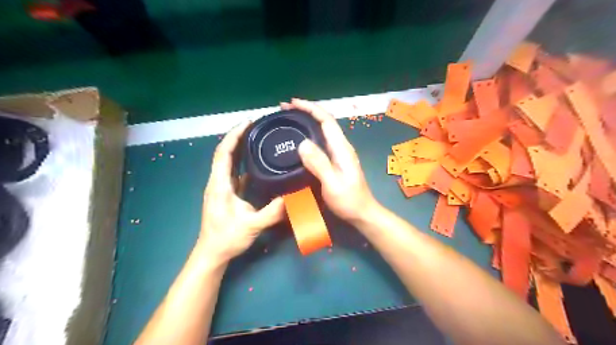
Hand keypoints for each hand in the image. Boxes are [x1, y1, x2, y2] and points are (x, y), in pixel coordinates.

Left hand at [198, 121, 285, 263]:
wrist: (212, 253)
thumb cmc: (226, 238)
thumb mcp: (251, 225)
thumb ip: (272, 212)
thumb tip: (293, 197)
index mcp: (219, 184)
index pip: (223, 153)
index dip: (234, 136)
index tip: (248, 123)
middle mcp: (217, 182)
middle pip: (225, 153)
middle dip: (237, 137)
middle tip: (256, 127)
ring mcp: (221, 187)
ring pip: (228, 162)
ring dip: (239, 148)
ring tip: (256, 138)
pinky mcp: (226, 193)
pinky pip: (233, 172)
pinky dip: (242, 162)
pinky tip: (255, 162)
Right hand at [282, 98, 380, 224]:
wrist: (362, 213)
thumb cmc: (349, 200)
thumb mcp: (332, 183)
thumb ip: (319, 163)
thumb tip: (302, 143)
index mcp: (342, 148)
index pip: (326, 120)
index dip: (310, 108)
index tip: (292, 103)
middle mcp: (341, 146)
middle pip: (324, 122)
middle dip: (306, 112)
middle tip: (285, 110)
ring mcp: (339, 153)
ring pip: (322, 131)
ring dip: (307, 122)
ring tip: (289, 120)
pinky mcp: (336, 161)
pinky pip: (321, 142)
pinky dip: (309, 135)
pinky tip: (300, 140)